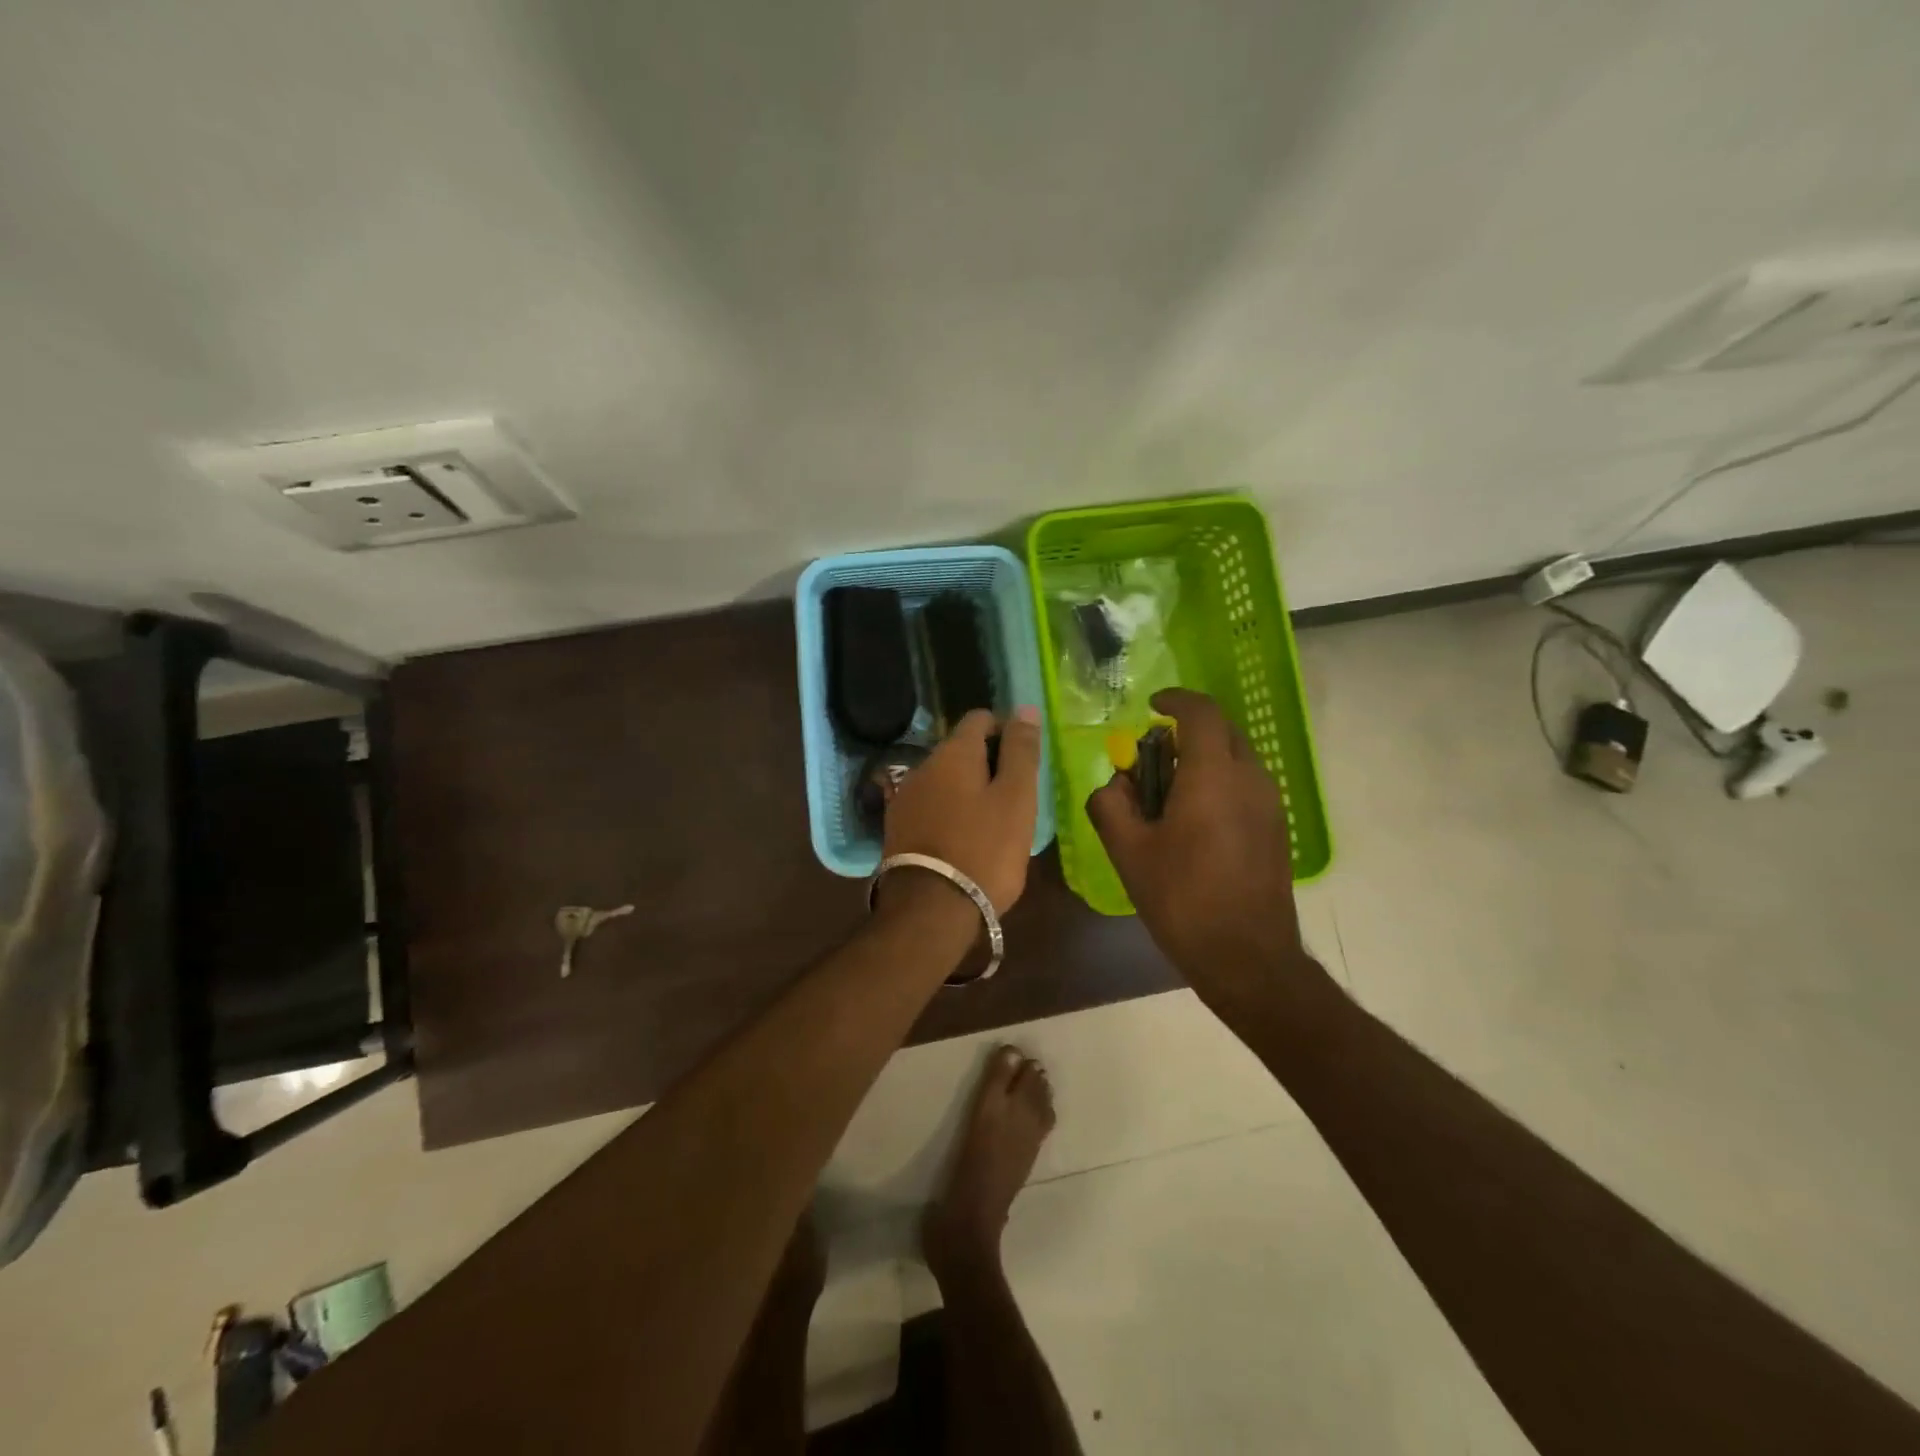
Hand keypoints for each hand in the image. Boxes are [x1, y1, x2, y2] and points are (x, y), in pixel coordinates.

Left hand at [883, 706, 1042, 913]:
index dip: (1006, 730)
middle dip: (988, 763)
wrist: (930, 910)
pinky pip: (931, 806)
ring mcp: (905, 798)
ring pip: (945, 780)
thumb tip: (1025, 709)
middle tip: (1016, 796)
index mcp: (953, 753)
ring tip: (993, 821)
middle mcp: (922, 766)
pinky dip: (950, 812)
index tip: (1024, 759)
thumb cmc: (985, 849)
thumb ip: (1021, 751)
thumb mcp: (1016, 798)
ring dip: (968, 789)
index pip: (980, 719)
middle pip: (960, 750)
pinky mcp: (897, 828)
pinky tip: (965, 838)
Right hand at [1087, 690, 1313, 1009]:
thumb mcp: (1128, 852)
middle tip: (1153, 758)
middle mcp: (1250, 778)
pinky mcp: (1277, 828)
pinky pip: (1247, 785)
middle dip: (1186, 732)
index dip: (1175, 699)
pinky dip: (1220, 783)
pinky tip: (1196, 823)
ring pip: (1236, 758)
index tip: (1151, 707)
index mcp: (1213, 775)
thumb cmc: (1182, 898)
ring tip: (1170, 795)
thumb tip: (1113, 784)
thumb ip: (1111, 804)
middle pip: (1221, 731)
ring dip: (1203, 759)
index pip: (1201, 712)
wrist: (1247, 957)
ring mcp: (1270, 804)